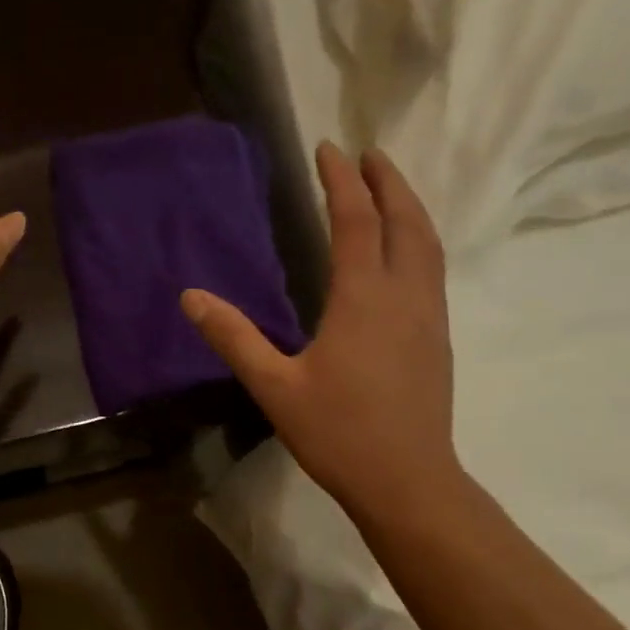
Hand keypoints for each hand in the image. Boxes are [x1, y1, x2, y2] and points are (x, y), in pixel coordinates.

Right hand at [183, 142, 458, 516]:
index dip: (341, 181)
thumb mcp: (274, 386)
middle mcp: (404, 295)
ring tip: (390, 189)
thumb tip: (191, 297)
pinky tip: (404, 254)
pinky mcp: (437, 339)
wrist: (407, 480)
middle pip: (406, 221)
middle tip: (369, 154)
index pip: (355, 221)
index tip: (329, 148)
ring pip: (428, 244)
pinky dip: (419, 241)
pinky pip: (432, 270)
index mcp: (363, 298)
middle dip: (388, 181)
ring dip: (409, 208)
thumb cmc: (338, 432)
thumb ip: (234, 337)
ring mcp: (428, 317)